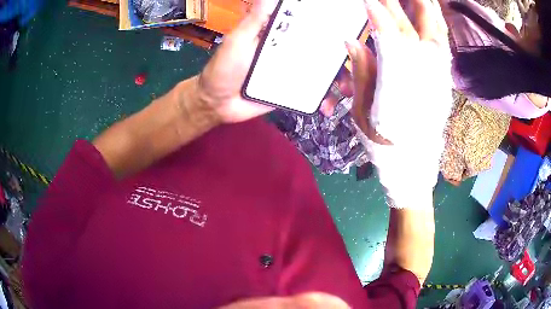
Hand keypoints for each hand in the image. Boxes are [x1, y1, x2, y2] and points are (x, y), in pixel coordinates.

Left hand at [196, 0, 353, 122]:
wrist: (219, 103)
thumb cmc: (224, 68)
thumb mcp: (238, 40)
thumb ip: (255, 20)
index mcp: (280, 34)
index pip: (309, 24)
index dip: (329, 24)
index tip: (349, 25)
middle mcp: (291, 50)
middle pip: (324, 49)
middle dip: (345, 55)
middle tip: (361, 62)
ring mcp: (294, 71)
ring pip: (324, 71)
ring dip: (340, 79)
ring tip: (347, 90)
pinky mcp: (294, 91)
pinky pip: (314, 93)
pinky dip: (325, 99)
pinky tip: (329, 106)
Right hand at [348, 0, 452, 207]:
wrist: (412, 169)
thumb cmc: (384, 145)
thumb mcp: (363, 115)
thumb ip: (362, 76)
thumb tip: (352, 42)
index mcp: (399, 88)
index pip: (390, 41)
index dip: (380, 17)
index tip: (370, 0)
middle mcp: (422, 80)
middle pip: (412, 32)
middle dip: (399, 6)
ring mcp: (438, 81)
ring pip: (435, 37)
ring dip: (427, 12)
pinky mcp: (444, 85)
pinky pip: (443, 50)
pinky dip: (438, 29)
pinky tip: (434, 17)